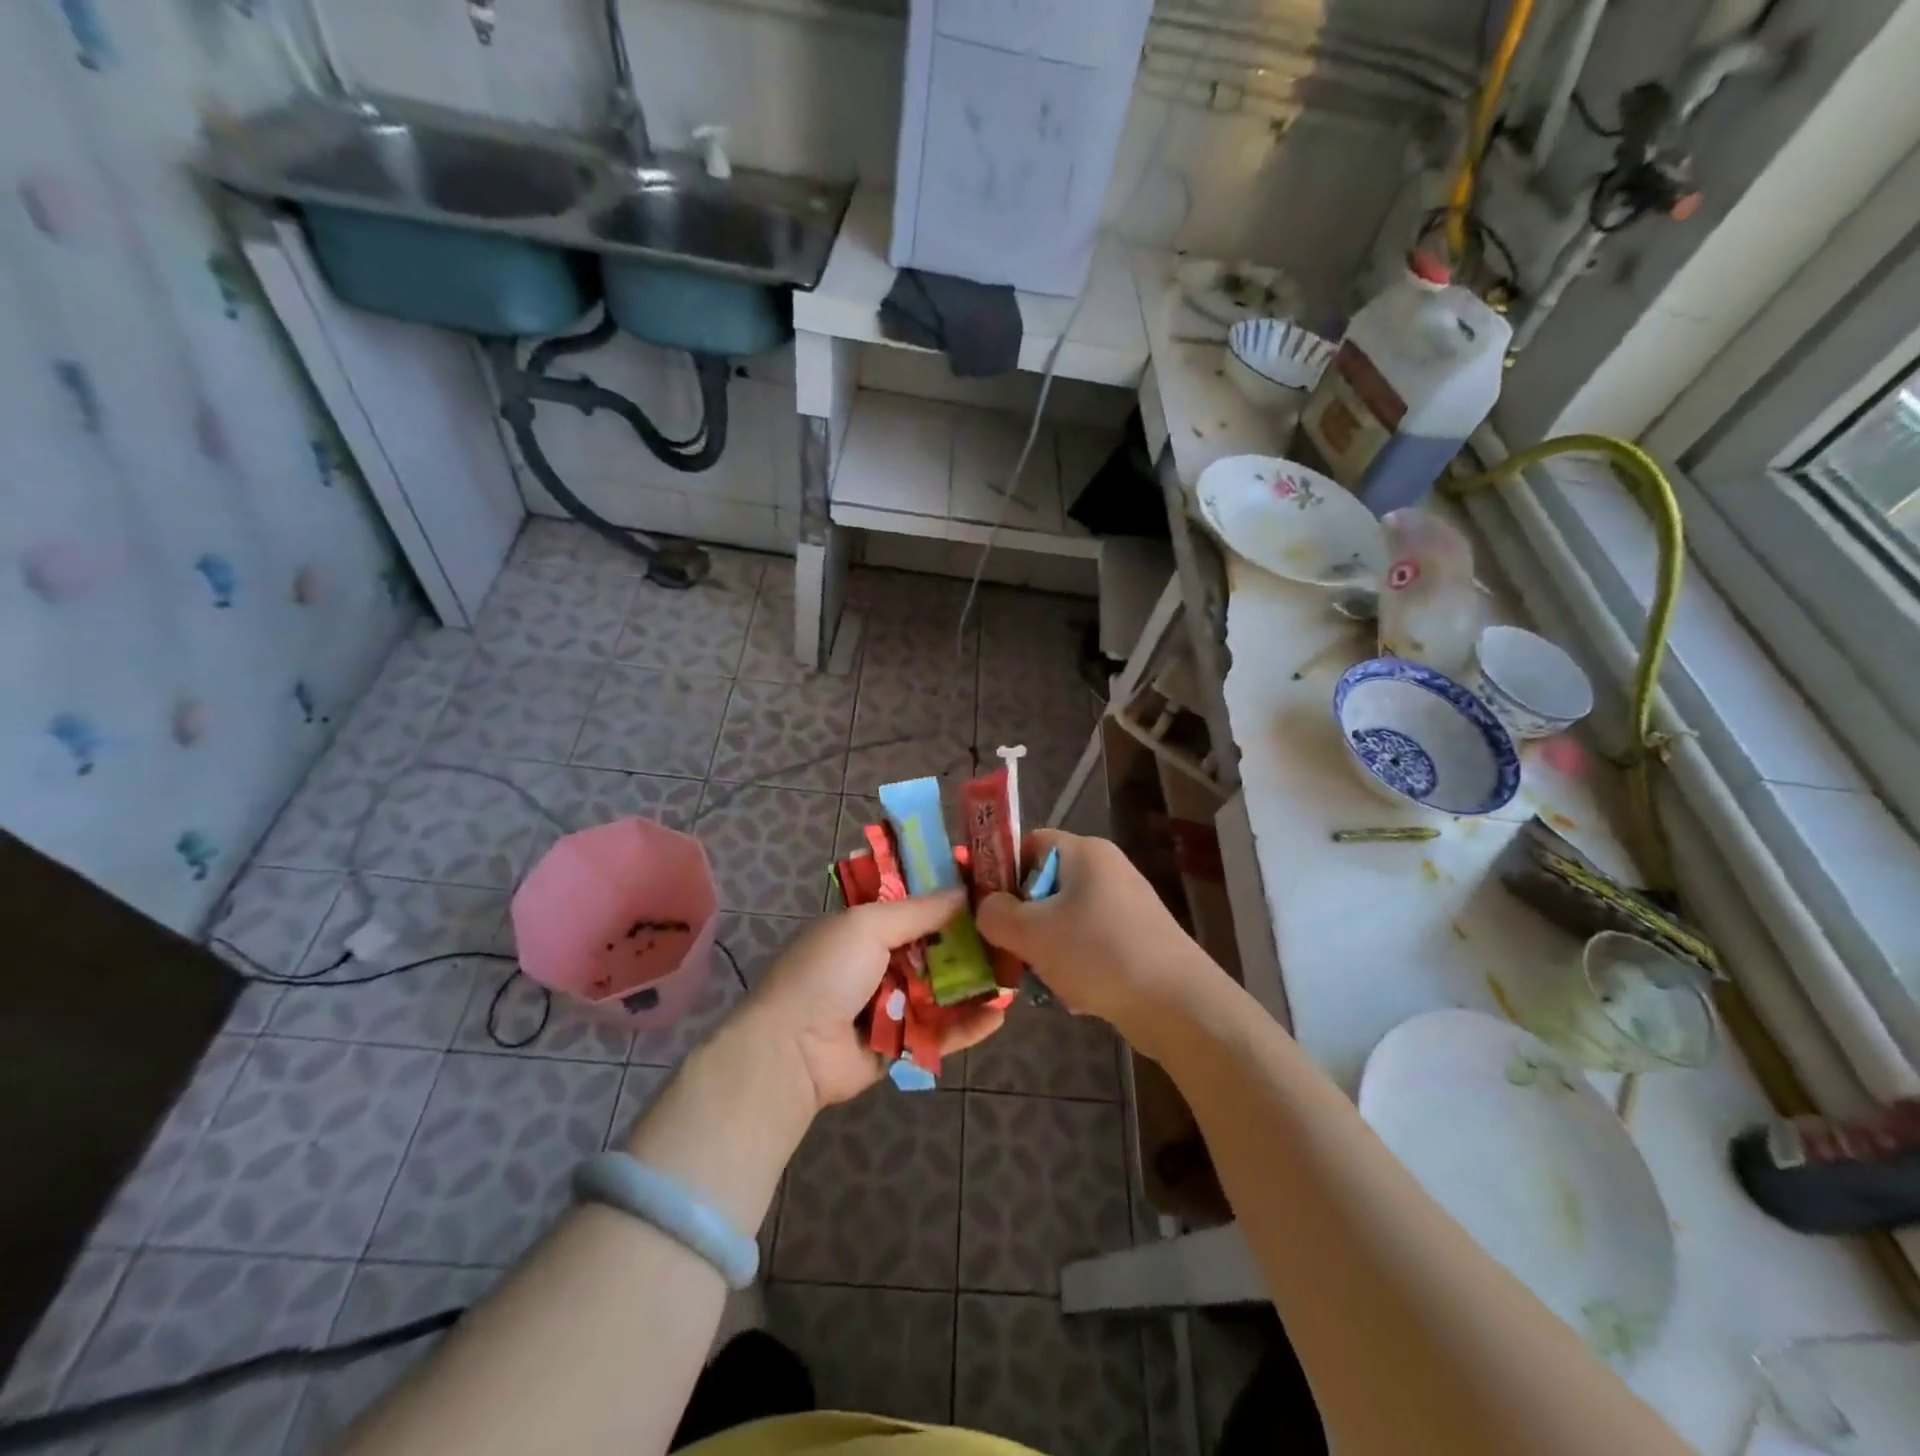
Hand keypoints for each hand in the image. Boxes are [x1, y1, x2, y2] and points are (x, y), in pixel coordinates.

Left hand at [745, 890, 1006, 1110]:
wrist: (792, 1051)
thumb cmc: (827, 973)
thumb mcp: (868, 926)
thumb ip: (919, 910)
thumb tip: (965, 892)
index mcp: (866, 928)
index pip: (915, 905)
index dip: (949, 897)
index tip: (989, 888)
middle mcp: (880, 962)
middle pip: (936, 948)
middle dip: (971, 941)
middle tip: (1013, 932)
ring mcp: (891, 1004)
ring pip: (944, 990)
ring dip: (977, 982)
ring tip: (1016, 972)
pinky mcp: (901, 1043)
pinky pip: (941, 1031)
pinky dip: (969, 1024)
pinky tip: (1000, 1014)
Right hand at [975, 830, 1224, 1059]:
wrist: (1178, 1004)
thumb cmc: (1098, 954)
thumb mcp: (1032, 933)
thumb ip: (996, 914)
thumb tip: (986, 907)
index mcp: (1085, 852)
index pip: (1029, 843)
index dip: (1001, 869)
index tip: (984, 906)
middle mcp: (1107, 869)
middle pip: (1045, 884)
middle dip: (1022, 918)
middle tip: (1007, 948)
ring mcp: (1125, 905)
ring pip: (1064, 919)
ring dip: (1045, 947)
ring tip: (1039, 978)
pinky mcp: (1137, 939)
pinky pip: (1089, 943)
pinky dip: (1074, 964)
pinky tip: (1072, 994)